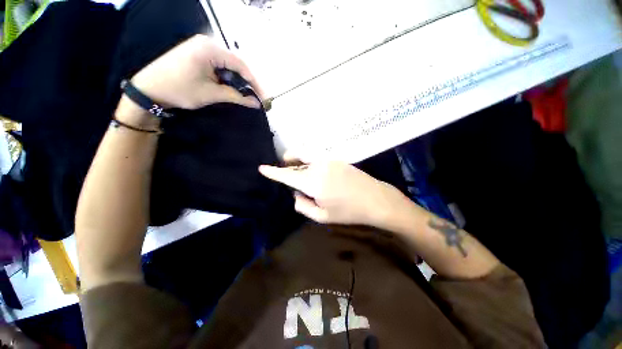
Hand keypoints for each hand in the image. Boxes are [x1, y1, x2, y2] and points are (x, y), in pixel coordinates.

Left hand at [130, 34, 262, 109]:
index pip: (241, 66)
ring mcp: (201, 47)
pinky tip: (230, 88)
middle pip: (236, 64)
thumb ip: (236, 97)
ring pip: (228, 65)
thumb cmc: (179, 90)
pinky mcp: (197, 54)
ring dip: (237, 81)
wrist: (148, 89)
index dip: (255, 83)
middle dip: (247, 83)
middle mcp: (208, 43)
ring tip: (244, 95)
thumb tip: (256, 103)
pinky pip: (219, 65)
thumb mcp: (211, 94)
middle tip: (255, 98)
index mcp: (210, 49)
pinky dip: (227, 78)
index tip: (264, 98)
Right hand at [259, 161, 407, 225]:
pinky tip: (316, 174)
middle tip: (285, 167)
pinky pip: (317, 158)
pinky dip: (310, 162)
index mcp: (313, 182)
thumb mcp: (322, 216)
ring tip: (301, 172)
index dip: (273, 172)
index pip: (288, 175)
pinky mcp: (337, 159)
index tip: (262, 168)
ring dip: (300, 161)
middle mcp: (319, 166)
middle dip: (288, 160)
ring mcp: (330, 160)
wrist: (375, 199)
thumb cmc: (349, 211)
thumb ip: (303, 206)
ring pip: (307, 155)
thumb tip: (295, 194)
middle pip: (297, 156)